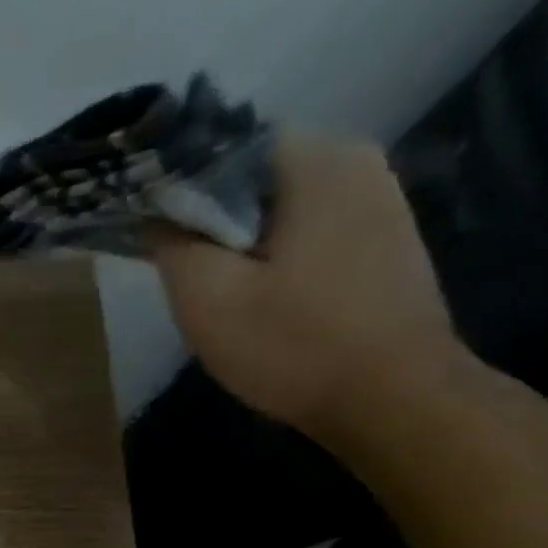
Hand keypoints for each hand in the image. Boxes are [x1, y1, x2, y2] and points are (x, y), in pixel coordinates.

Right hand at [148, 132, 466, 440]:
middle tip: (186, 279)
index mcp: (316, 159)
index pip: (223, 148)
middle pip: (253, 179)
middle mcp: (357, 162)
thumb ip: (172, 244)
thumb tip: (157, 212)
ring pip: (281, 209)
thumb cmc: (294, 345)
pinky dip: (277, 258)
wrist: (392, 399)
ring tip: (223, 296)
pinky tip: (266, 304)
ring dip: (243, 245)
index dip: (178, 189)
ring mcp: (380, 201)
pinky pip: (310, 233)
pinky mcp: (386, 241)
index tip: (154, 237)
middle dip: (211, 222)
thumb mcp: (208, 299)